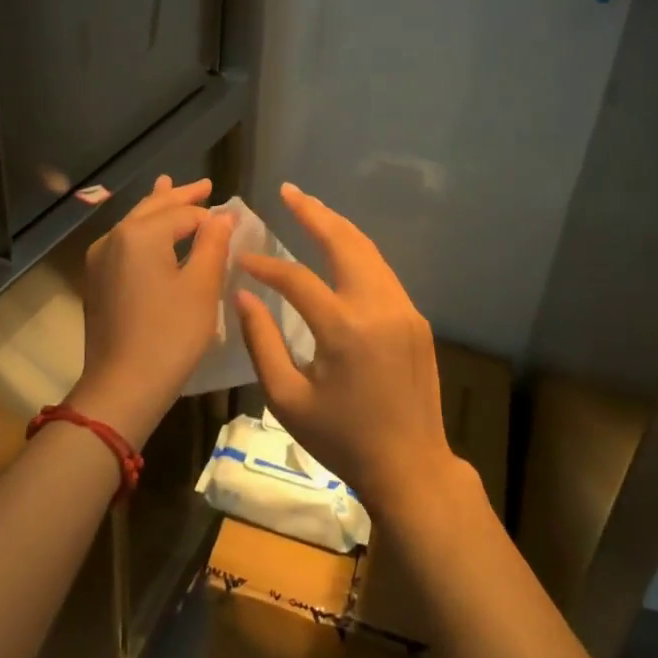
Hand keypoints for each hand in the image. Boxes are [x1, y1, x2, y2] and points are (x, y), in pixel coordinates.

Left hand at [72, 175, 232, 445]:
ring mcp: (100, 258)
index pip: (184, 213)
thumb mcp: (201, 288)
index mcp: (140, 234)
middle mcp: (114, 237)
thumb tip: (223, 215)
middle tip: (205, 184)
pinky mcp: (96, 280)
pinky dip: (143, 230)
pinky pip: (124, 242)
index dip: (211, 216)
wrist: (122, 386)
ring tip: (169, 186)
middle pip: (154, 208)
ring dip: (158, 208)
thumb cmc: (169, 336)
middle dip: (180, 196)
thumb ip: (213, 244)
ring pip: (135, 222)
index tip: (234, 219)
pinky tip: (150, 231)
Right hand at [236, 183, 461, 523]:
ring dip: (338, 226)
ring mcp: (403, 309)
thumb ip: (261, 342)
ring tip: (310, 208)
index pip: (297, 278)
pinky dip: (357, 251)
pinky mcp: (415, 319)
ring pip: (368, 251)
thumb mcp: (287, 399)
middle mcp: (378, 307)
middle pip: (344, 242)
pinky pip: (382, 272)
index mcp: (344, 329)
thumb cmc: (341, 439)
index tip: (242, 256)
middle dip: (314, 212)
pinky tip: (339, 248)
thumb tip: (244, 295)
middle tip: (288, 191)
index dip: (266, 264)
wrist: (411, 466)